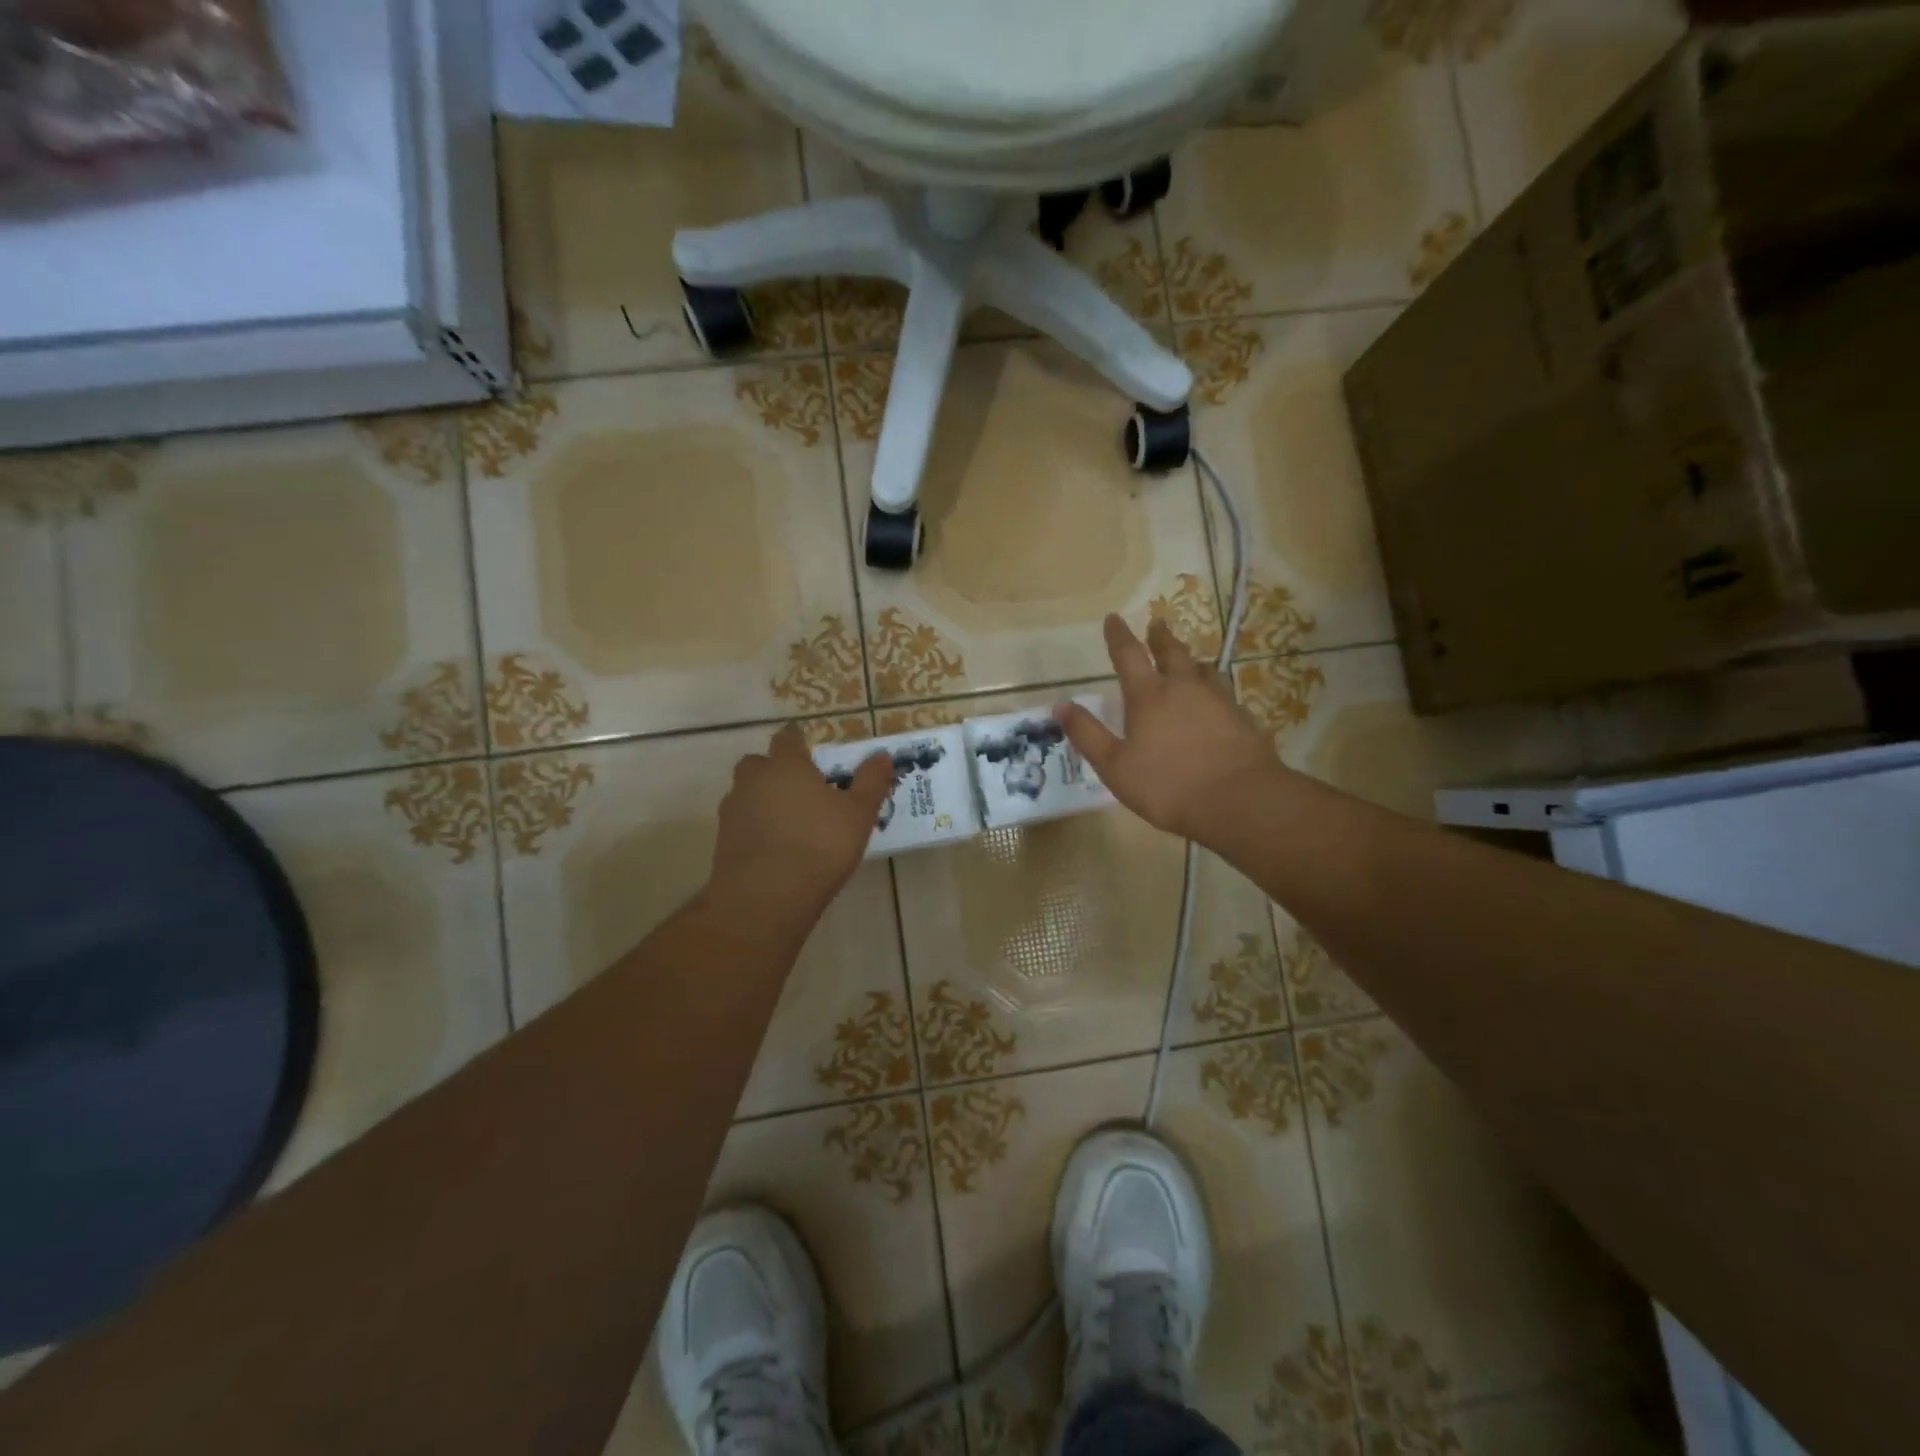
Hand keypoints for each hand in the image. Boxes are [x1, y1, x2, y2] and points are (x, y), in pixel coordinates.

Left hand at [708, 724, 893, 924]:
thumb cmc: (820, 845)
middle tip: (799, 786)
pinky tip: (773, 846)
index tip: (809, 748)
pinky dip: (754, 827)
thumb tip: (883, 755)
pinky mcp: (722, 841)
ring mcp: (733, 811)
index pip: (787, 738)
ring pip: (745, 793)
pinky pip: (740, 823)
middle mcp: (754, 780)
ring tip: (788, 820)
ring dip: (761, 799)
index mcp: (786, 765)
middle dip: (774, 769)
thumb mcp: (858, 813)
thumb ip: (870, 781)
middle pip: (758, 763)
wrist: (766, 896)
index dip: (798, 740)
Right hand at [1056, 615, 1278, 841]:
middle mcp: (1184, 688)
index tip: (1113, 618)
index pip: (1129, 655)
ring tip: (1188, 659)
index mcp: (1149, 696)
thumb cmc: (1168, 785)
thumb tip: (1060, 704)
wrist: (1240, 800)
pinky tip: (1215, 698)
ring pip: (1202, 669)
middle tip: (1157, 624)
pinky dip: (1212, 687)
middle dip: (1160, 638)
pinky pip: (1223, 692)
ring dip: (1190, 660)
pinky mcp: (1242, 718)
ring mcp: (1218, 700)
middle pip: (1171, 652)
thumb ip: (1087, 734)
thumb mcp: (1115, 766)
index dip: (1118, 635)